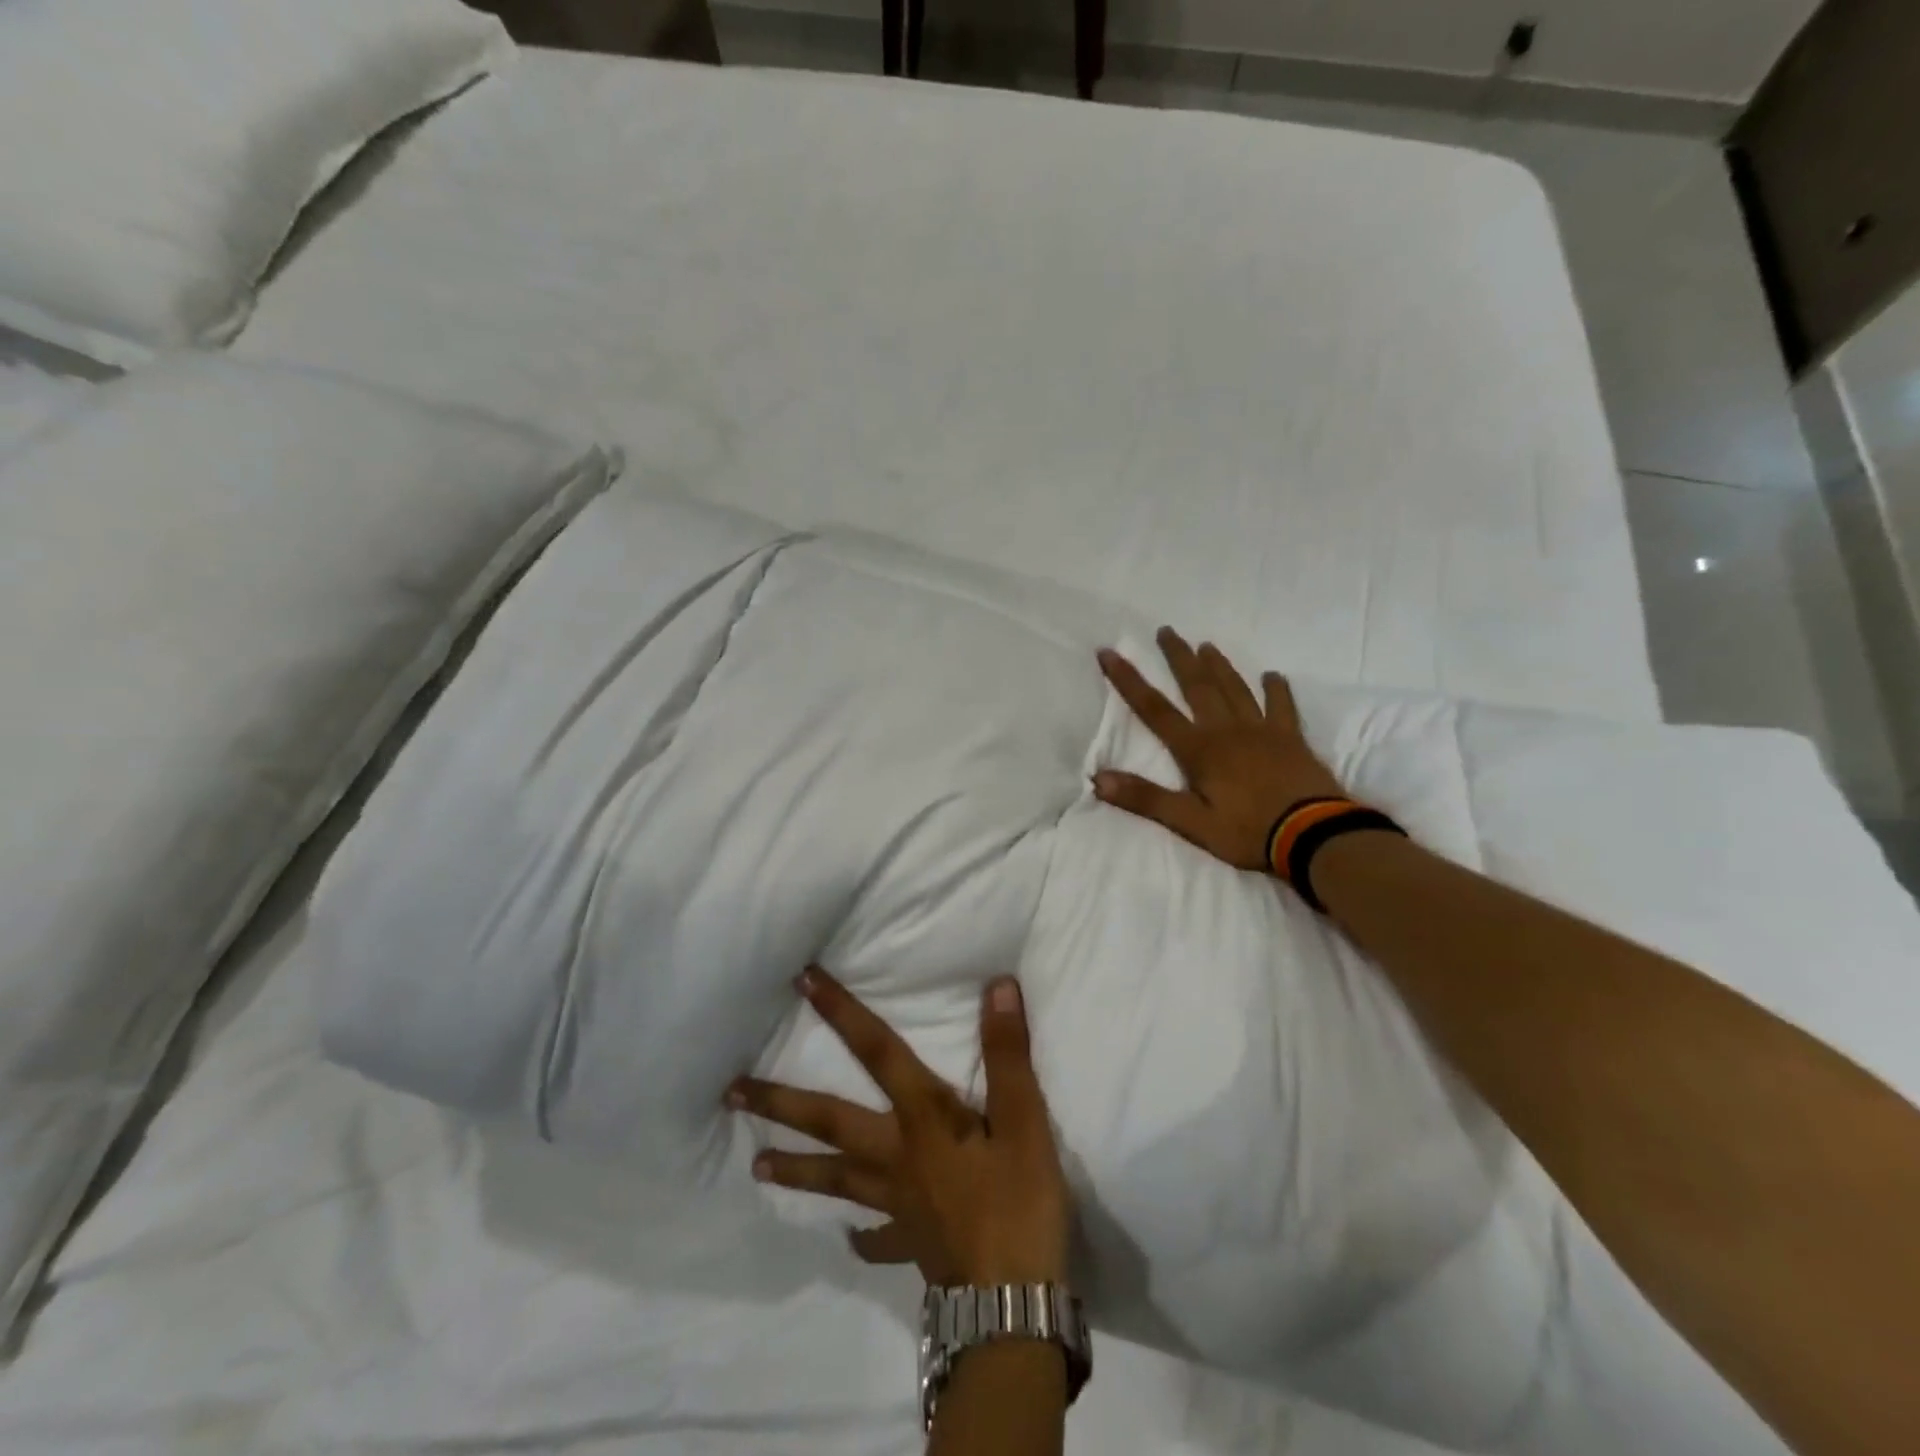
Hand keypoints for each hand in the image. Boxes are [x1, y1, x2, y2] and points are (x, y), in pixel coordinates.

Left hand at [729, 968, 1071, 1287]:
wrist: (1013, 1308)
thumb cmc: (1019, 1205)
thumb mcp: (1024, 1121)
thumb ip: (1007, 1053)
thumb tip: (995, 985)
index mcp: (922, 1119)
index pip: (876, 1051)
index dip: (843, 1013)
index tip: (803, 981)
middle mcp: (896, 1156)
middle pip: (829, 1121)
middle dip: (781, 1102)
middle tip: (732, 1091)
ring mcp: (898, 1204)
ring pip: (837, 1179)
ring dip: (797, 1169)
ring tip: (756, 1164)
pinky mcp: (912, 1245)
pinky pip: (877, 1238)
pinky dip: (861, 1236)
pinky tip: (849, 1239)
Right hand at [1093, 626, 1344, 872]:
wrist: (1314, 836)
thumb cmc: (1247, 831)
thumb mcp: (1191, 823)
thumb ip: (1145, 798)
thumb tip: (1098, 778)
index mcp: (1199, 749)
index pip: (1155, 709)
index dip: (1129, 680)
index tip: (1110, 652)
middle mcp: (1227, 730)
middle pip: (1197, 686)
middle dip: (1178, 657)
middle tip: (1166, 630)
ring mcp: (1262, 731)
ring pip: (1235, 688)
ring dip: (1218, 666)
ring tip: (1206, 645)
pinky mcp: (1291, 739)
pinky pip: (1282, 706)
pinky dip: (1276, 689)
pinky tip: (1272, 676)